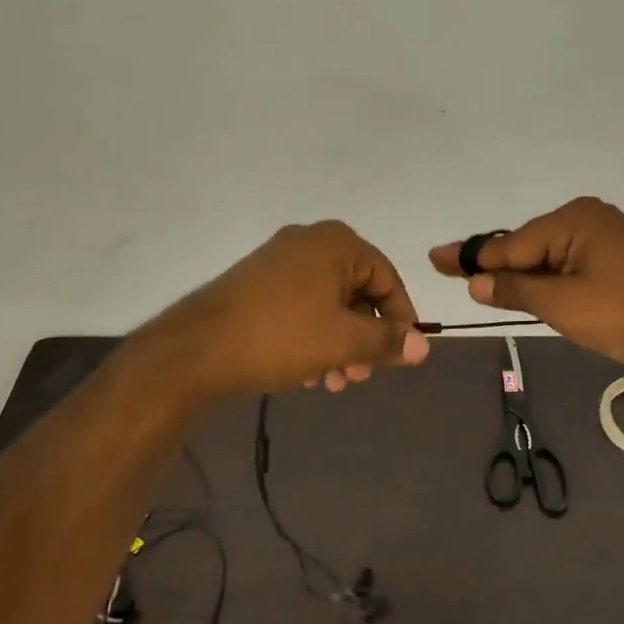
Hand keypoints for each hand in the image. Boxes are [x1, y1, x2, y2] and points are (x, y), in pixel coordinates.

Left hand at [143, 221, 428, 402]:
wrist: (198, 348)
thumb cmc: (282, 336)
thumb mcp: (344, 342)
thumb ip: (388, 341)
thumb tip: (424, 346)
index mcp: (337, 244)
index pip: (387, 279)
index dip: (400, 319)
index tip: (401, 355)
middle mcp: (310, 242)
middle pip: (357, 292)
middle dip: (364, 338)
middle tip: (359, 376)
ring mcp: (279, 260)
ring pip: (328, 304)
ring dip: (339, 344)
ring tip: (333, 381)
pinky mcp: (257, 282)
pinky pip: (301, 306)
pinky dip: (312, 336)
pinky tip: (307, 373)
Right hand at [429, 197, 623, 378]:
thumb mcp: (562, 305)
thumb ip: (515, 289)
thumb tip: (476, 281)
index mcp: (573, 220)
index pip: (510, 244)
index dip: (470, 258)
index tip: (434, 258)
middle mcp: (587, 219)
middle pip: (526, 247)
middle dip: (494, 266)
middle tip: (448, 271)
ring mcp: (605, 239)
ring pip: (546, 259)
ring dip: (520, 278)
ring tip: (481, 288)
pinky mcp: (616, 261)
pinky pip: (567, 267)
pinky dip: (546, 282)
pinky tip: (526, 292)